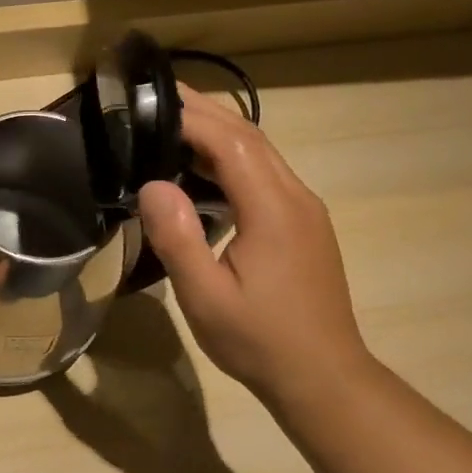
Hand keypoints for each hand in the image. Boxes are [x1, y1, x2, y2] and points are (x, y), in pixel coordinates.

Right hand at [137, 88, 372, 406]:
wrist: (323, 376)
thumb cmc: (259, 340)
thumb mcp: (206, 297)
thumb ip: (179, 238)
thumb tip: (152, 185)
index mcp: (273, 209)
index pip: (231, 142)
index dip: (190, 117)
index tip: (148, 104)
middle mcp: (295, 198)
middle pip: (250, 136)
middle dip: (204, 112)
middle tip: (156, 96)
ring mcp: (305, 211)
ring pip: (261, 154)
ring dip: (218, 134)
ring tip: (170, 127)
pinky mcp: (304, 226)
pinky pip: (265, 176)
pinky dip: (231, 160)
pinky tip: (202, 174)